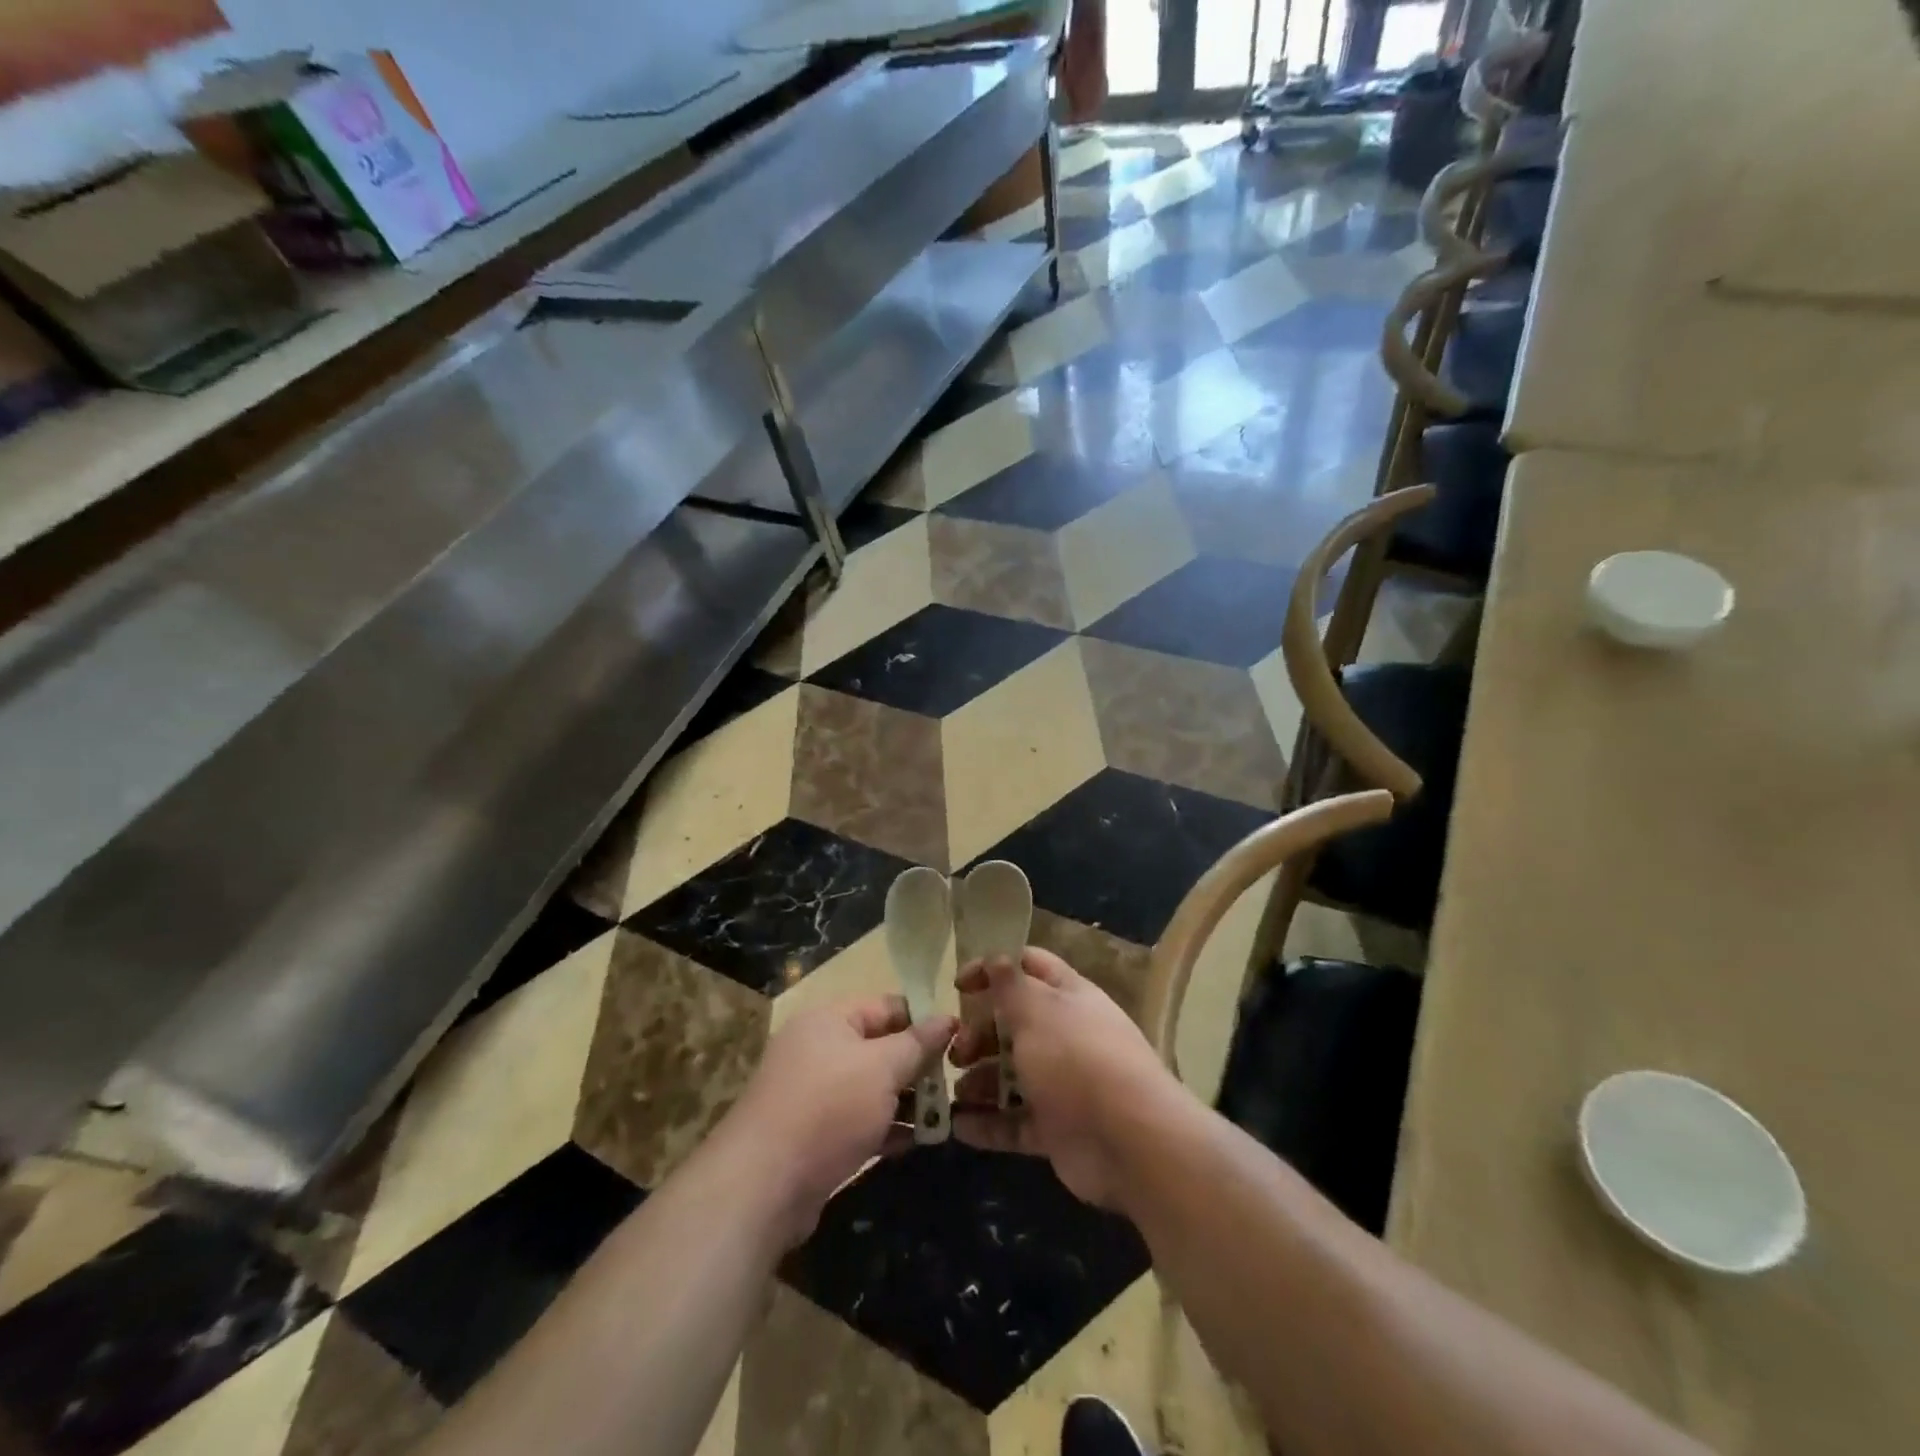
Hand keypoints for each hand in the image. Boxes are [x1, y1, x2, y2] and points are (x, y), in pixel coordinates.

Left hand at [721, 997, 955, 1243]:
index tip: (959, 1040)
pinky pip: (858, 1121)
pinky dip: (885, 1128)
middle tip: (955, 1084)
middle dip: (917, 1066)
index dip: (923, 1019)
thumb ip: (917, 1043)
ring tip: (944, 1117)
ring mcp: (813, 1094)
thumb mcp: (882, 1068)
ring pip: (871, 1087)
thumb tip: (947, 1018)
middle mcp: (818, 1049)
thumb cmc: (829, 1108)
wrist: (762, 1186)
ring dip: (906, 1100)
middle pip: (879, 1047)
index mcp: (829, 1019)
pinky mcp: (813, 1135)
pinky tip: (916, 1142)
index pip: (886, 1006)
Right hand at [949, 948, 1176, 1208]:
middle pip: (1014, 1024)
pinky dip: (988, 1124)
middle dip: (980, 1033)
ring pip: (1012, 1075)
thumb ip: (1010, 985)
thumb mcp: (1037, 1010)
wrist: (1129, 1139)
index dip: (993, 969)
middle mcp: (1066, 1035)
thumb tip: (995, 956)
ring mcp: (1062, 1084)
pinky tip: (958, 1126)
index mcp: (1068, 996)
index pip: (1029, 967)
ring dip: (980, 1080)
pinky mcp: (1056, 1129)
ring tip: (954, 1091)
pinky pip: (1015, 1122)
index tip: (958, 985)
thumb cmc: (1076, 1058)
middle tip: (956, 1050)